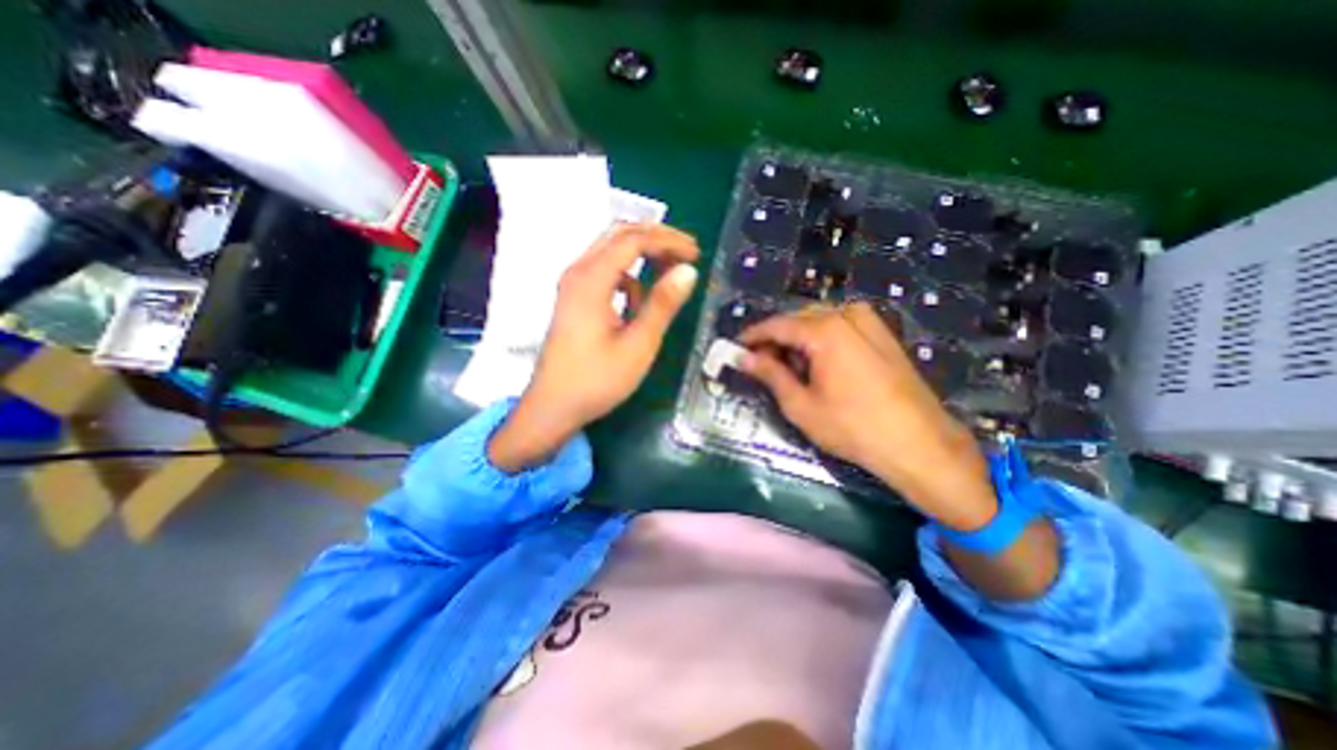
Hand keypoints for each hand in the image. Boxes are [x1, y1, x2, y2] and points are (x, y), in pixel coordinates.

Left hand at [489, 220, 700, 472]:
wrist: (553, 407)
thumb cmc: (597, 380)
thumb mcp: (638, 344)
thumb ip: (663, 304)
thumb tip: (688, 270)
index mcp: (591, 279)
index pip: (634, 240)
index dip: (669, 240)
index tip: (696, 253)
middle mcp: (578, 272)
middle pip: (619, 235)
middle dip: (656, 239)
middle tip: (686, 254)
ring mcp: (573, 285)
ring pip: (611, 252)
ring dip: (642, 256)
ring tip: (669, 274)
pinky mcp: (574, 300)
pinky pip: (604, 274)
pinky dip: (627, 278)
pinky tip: (637, 303)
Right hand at [735, 302, 997, 530]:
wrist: (919, 444)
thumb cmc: (852, 427)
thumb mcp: (800, 405)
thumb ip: (769, 374)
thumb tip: (743, 357)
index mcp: (824, 330)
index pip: (777, 325)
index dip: (752, 336)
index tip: (736, 348)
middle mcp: (847, 315)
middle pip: (798, 319)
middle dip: (776, 338)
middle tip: (760, 363)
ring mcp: (870, 322)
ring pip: (820, 320)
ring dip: (799, 338)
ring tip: (789, 366)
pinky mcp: (883, 334)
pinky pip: (841, 326)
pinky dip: (822, 339)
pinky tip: (820, 364)